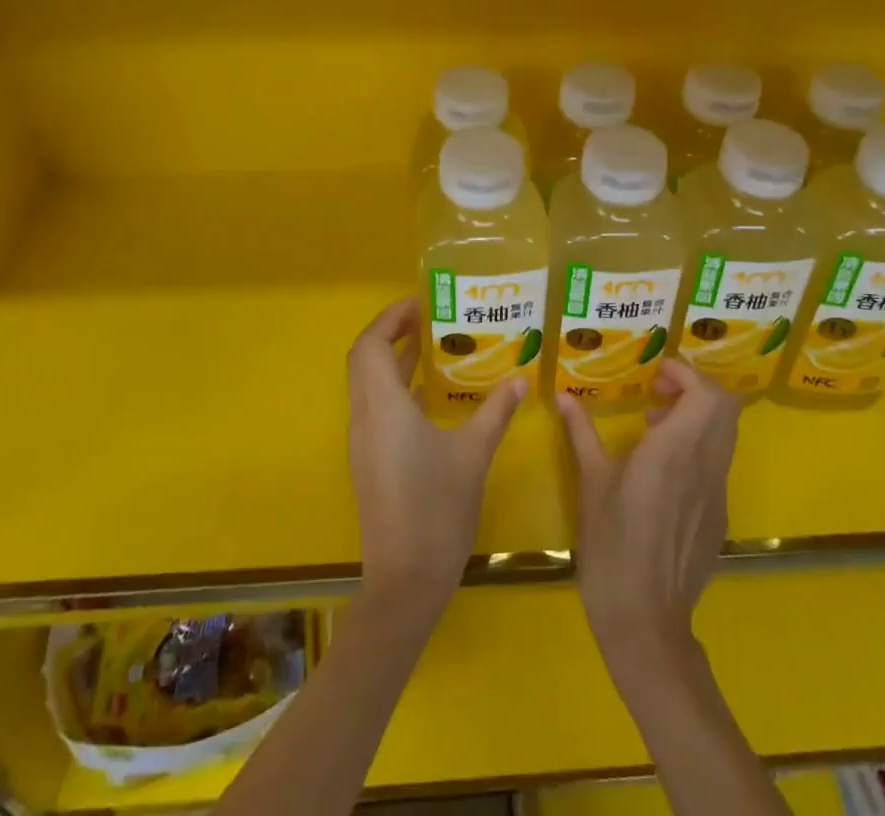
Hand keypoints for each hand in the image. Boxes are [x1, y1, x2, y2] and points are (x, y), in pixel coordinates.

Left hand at [347, 296, 524, 617]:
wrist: (405, 582)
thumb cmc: (438, 510)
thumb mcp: (473, 454)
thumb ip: (495, 412)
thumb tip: (520, 380)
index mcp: (384, 407)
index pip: (372, 344)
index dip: (392, 317)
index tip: (423, 302)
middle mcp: (365, 417)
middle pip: (364, 358)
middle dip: (391, 331)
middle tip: (429, 318)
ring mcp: (364, 441)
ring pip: (367, 383)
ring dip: (392, 359)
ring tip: (433, 345)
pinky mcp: (369, 460)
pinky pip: (375, 406)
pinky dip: (395, 386)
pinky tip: (429, 394)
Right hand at [556, 358, 740, 663]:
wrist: (646, 620)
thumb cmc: (612, 545)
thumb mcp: (591, 483)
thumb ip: (581, 433)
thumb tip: (564, 397)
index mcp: (675, 450)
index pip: (707, 393)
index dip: (687, 373)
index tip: (656, 374)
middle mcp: (705, 465)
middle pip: (726, 407)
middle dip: (695, 388)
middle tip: (658, 393)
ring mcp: (717, 493)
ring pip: (725, 434)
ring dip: (698, 416)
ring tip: (655, 427)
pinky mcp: (717, 516)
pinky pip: (717, 464)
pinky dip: (698, 447)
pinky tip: (662, 471)